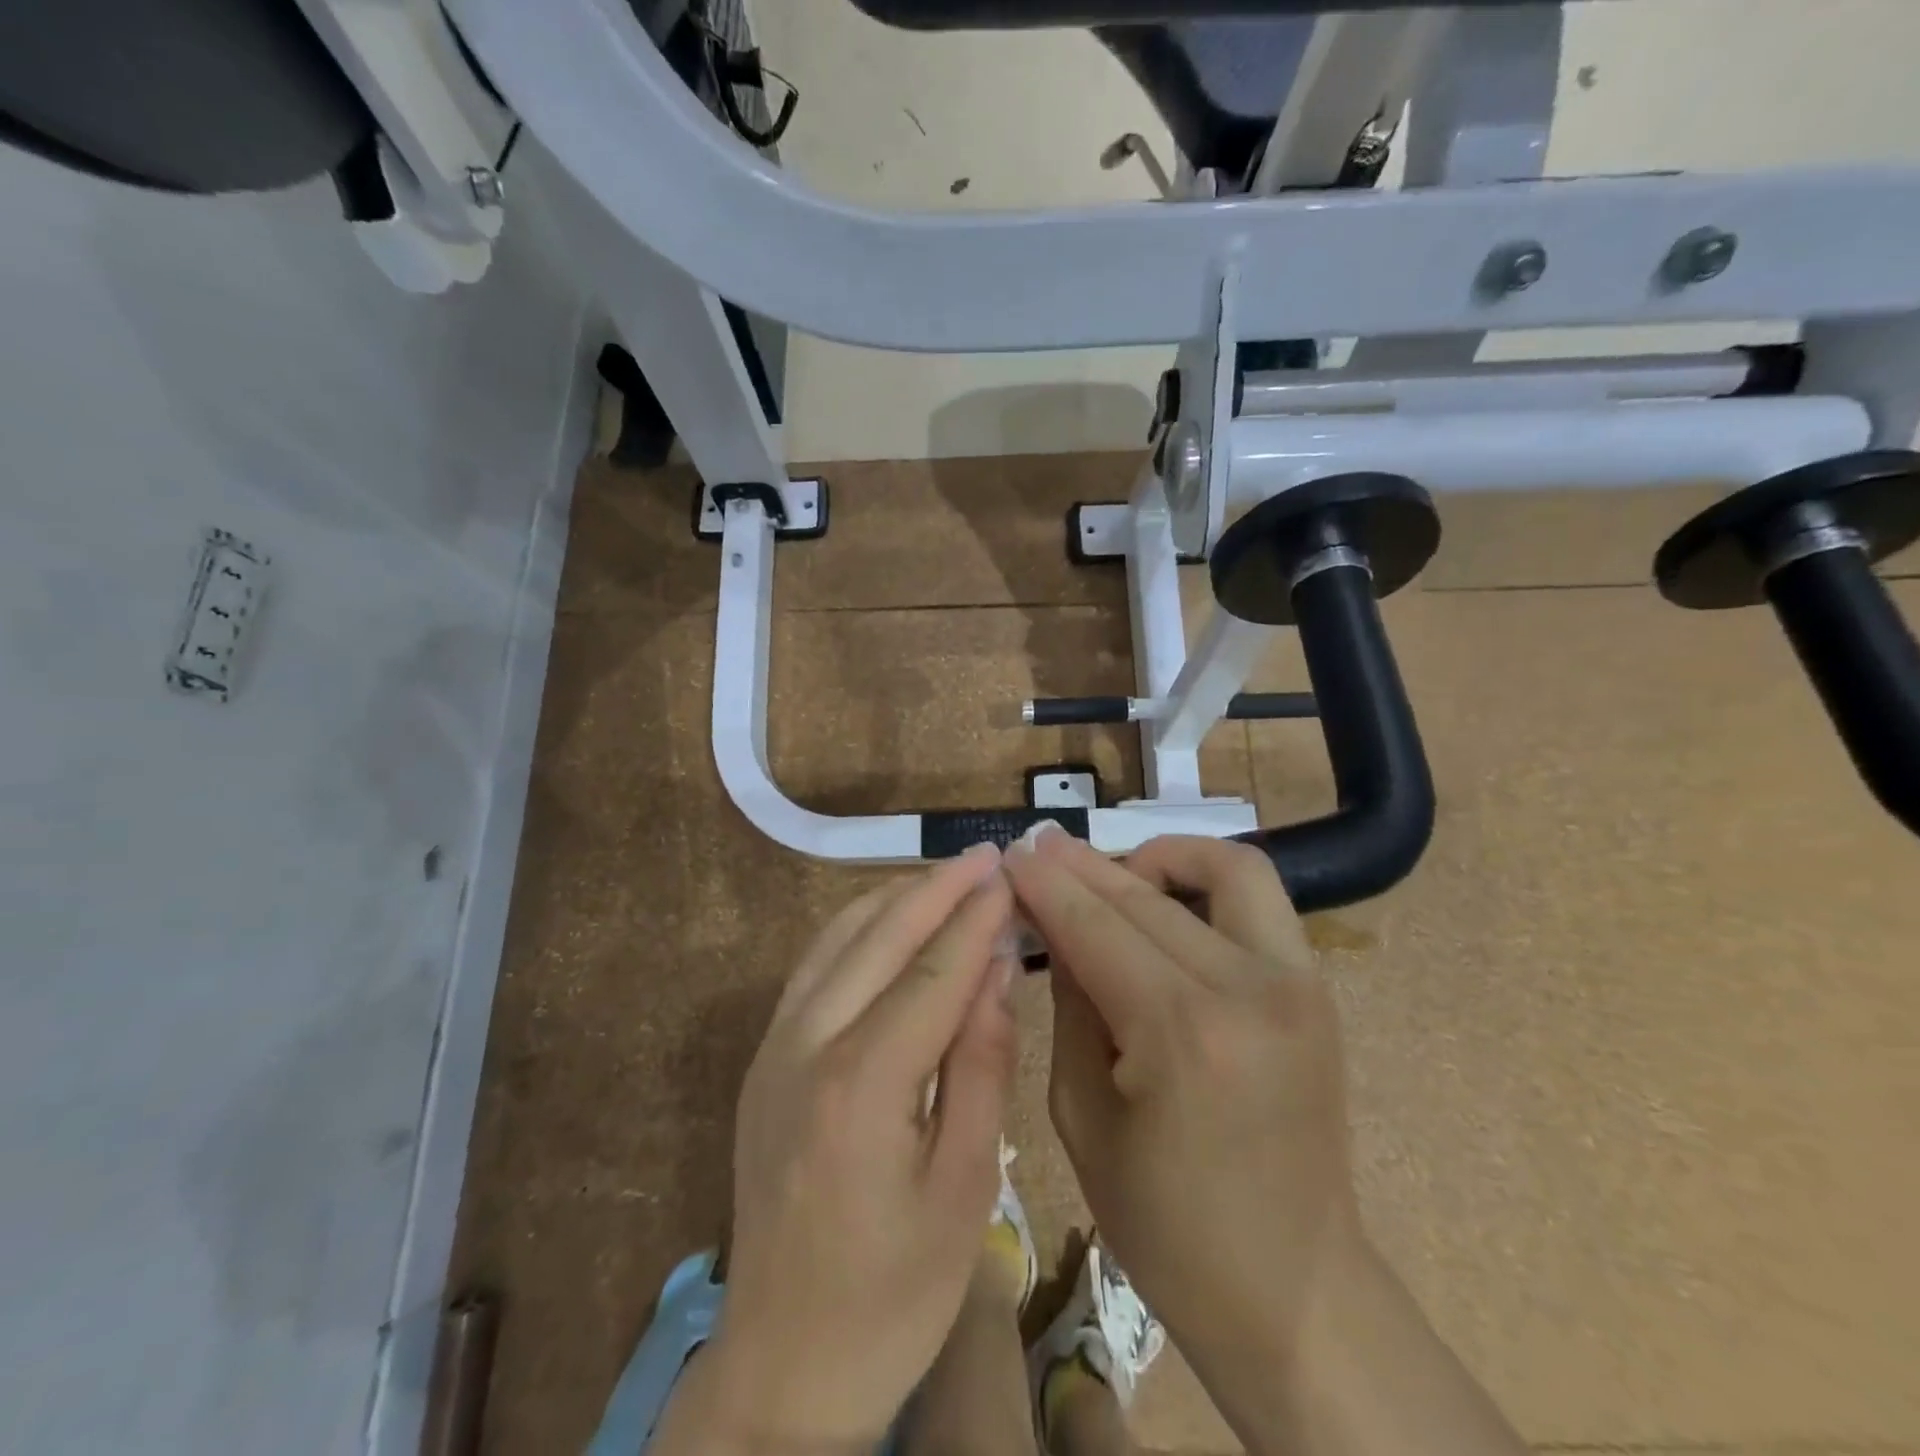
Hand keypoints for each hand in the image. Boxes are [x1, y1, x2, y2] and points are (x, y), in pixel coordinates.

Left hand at [659, 845, 1018, 1452]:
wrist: (782, 1365)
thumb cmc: (893, 1295)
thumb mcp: (964, 1190)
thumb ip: (981, 1067)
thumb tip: (996, 971)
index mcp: (860, 1087)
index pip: (932, 974)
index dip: (976, 919)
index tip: (1012, 875)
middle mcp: (805, 1048)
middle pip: (879, 938)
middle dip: (937, 889)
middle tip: (987, 854)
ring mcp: (773, 1049)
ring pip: (838, 939)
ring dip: (895, 899)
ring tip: (949, 877)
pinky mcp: (764, 1059)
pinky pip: (815, 967)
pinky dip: (858, 927)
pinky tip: (891, 920)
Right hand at [1004, 829, 1359, 1373]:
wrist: (1293, 1290)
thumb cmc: (1166, 1225)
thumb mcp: (1082, 1114)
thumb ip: (1070, 1003)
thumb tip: (1052, 923)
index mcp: (1182, 1034)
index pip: (1094, 927)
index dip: (1045, 884)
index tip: (1010, 853)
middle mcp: (1248, 989)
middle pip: (1146, 895)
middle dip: (1082, 866)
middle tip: (1038, 848)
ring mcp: (1296, 982)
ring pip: (1223, 868)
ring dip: (1158, 856)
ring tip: (1110, 872)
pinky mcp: (1316, 988)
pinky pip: (1257, 898)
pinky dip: (1205, 879)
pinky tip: (1164, 898)